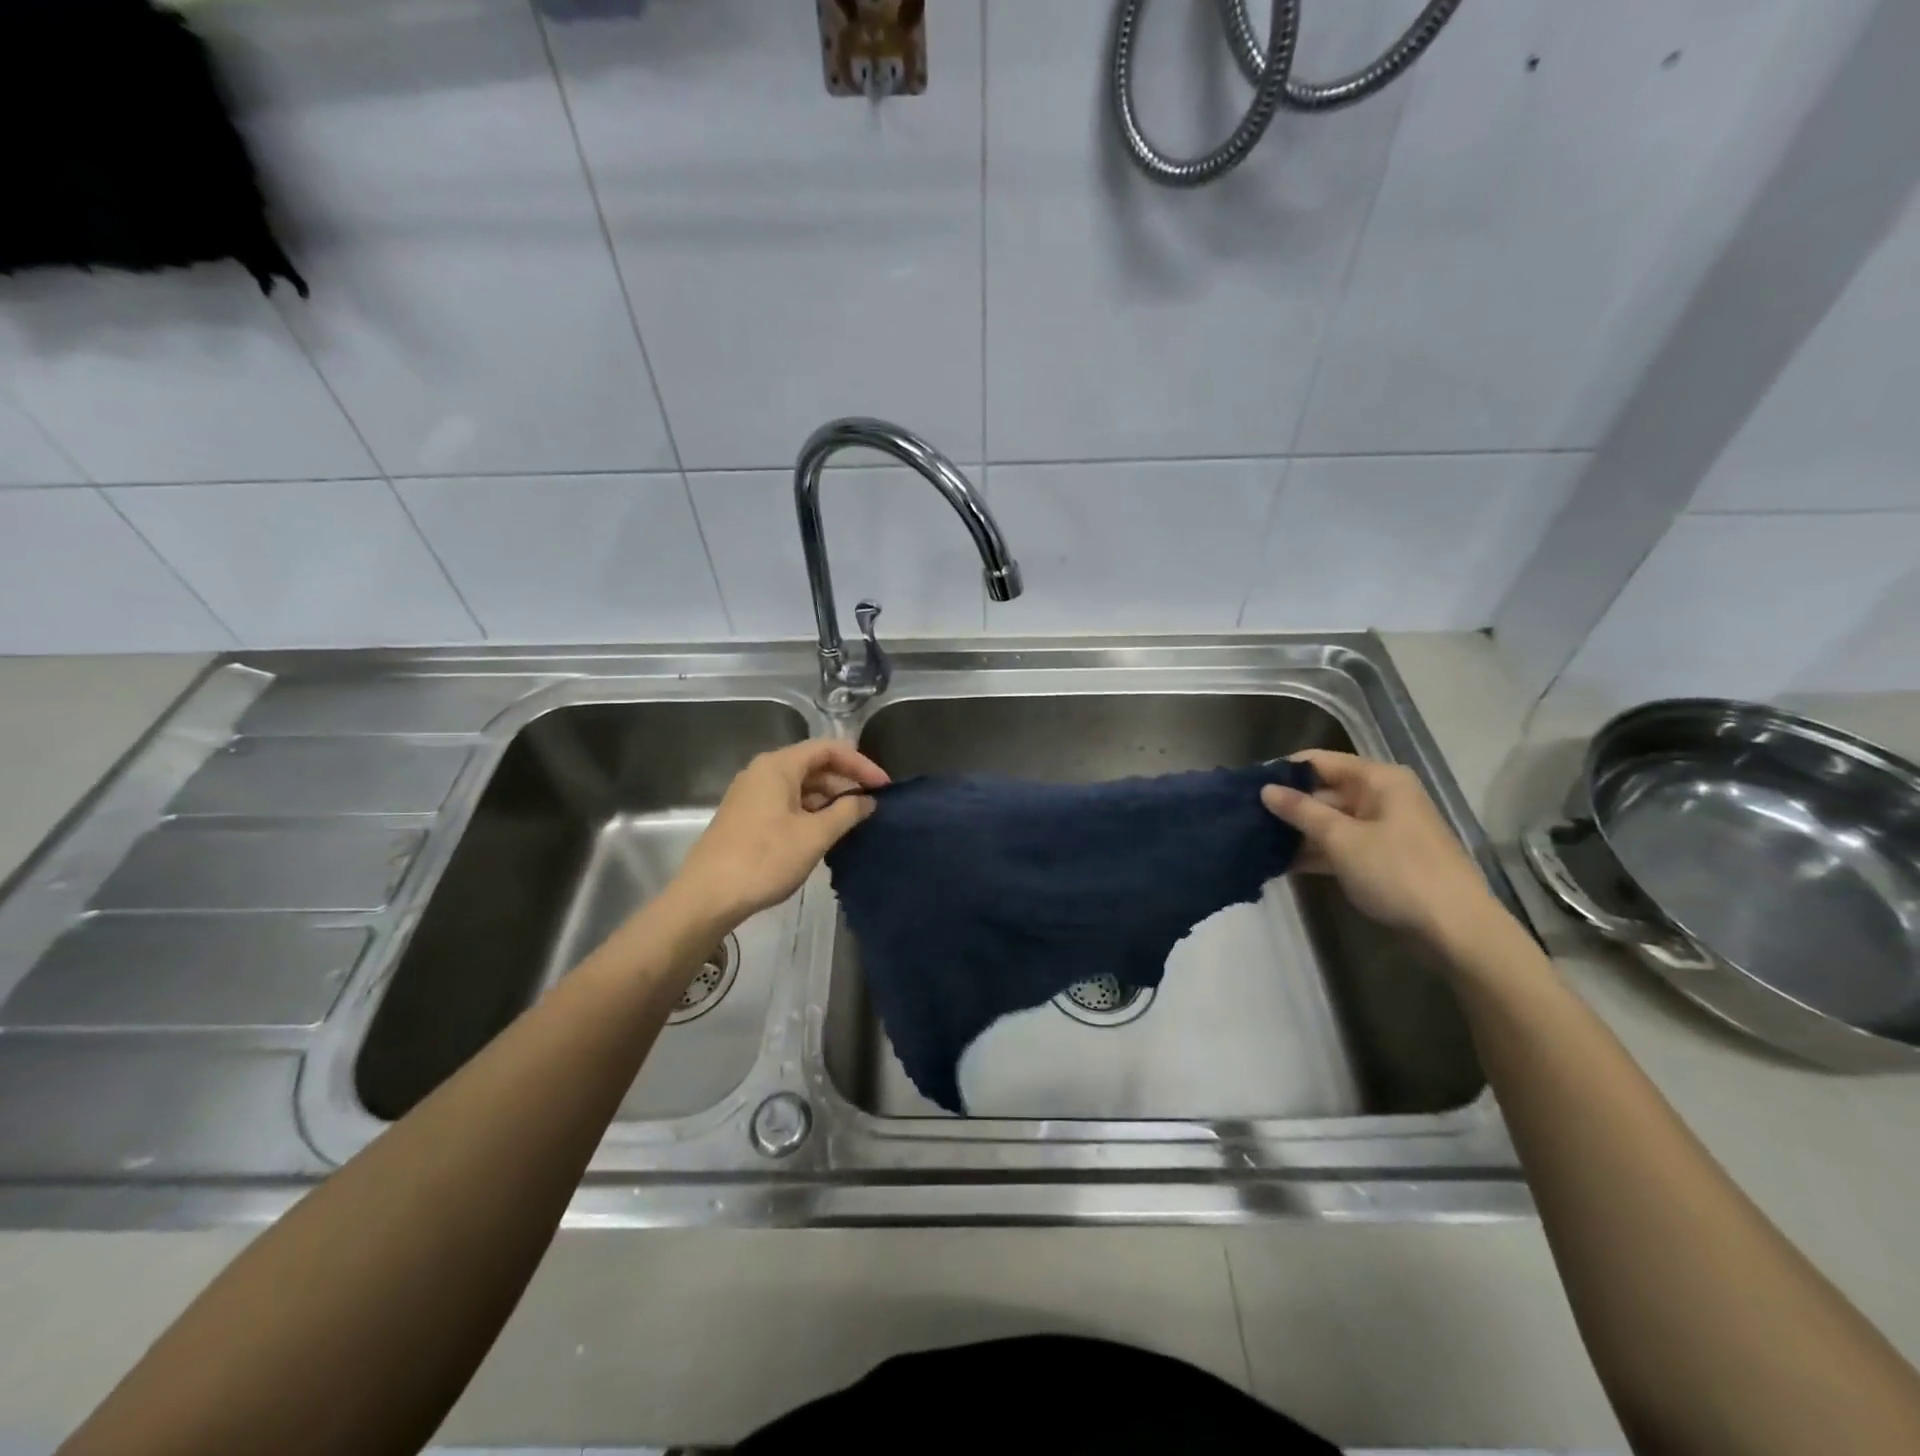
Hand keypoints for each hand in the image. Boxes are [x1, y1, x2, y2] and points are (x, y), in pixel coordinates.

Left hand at [674, 741, 889, 928]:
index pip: (828, 749)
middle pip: (813, 765)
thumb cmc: (764, 859)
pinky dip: (811, 812)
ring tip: (853, 822)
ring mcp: (752, 795)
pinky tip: (825, 834)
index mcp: (778, 766)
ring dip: (829, 799)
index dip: (860, 763)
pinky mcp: (747, 817)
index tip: (883, 786)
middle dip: (846, 782)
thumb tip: (868, 801)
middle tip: (872, 805)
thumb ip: (847, 812)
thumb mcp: (814, 835)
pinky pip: (787, 803)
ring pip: (800, 786)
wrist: (707, 896)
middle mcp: (763, 772)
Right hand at [1261, 750, 1503, 951]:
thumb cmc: (1397, 872)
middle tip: (1245, 819)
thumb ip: (1301, 811)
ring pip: (1330, 821)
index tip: (1246, 787)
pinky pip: (1341, 845)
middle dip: (1287, 806)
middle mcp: (1382, 796)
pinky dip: (1315, 852)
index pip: (1319, 762)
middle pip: (1324, 791)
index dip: (1283, 772)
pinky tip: (1281, 864)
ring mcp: (1384, 828)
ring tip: (1256, 842)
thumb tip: (1265, 789)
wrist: (1455, 929)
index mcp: (1378, 779)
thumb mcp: (1342, 839)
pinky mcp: (1382, 857)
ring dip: (1297, 832)